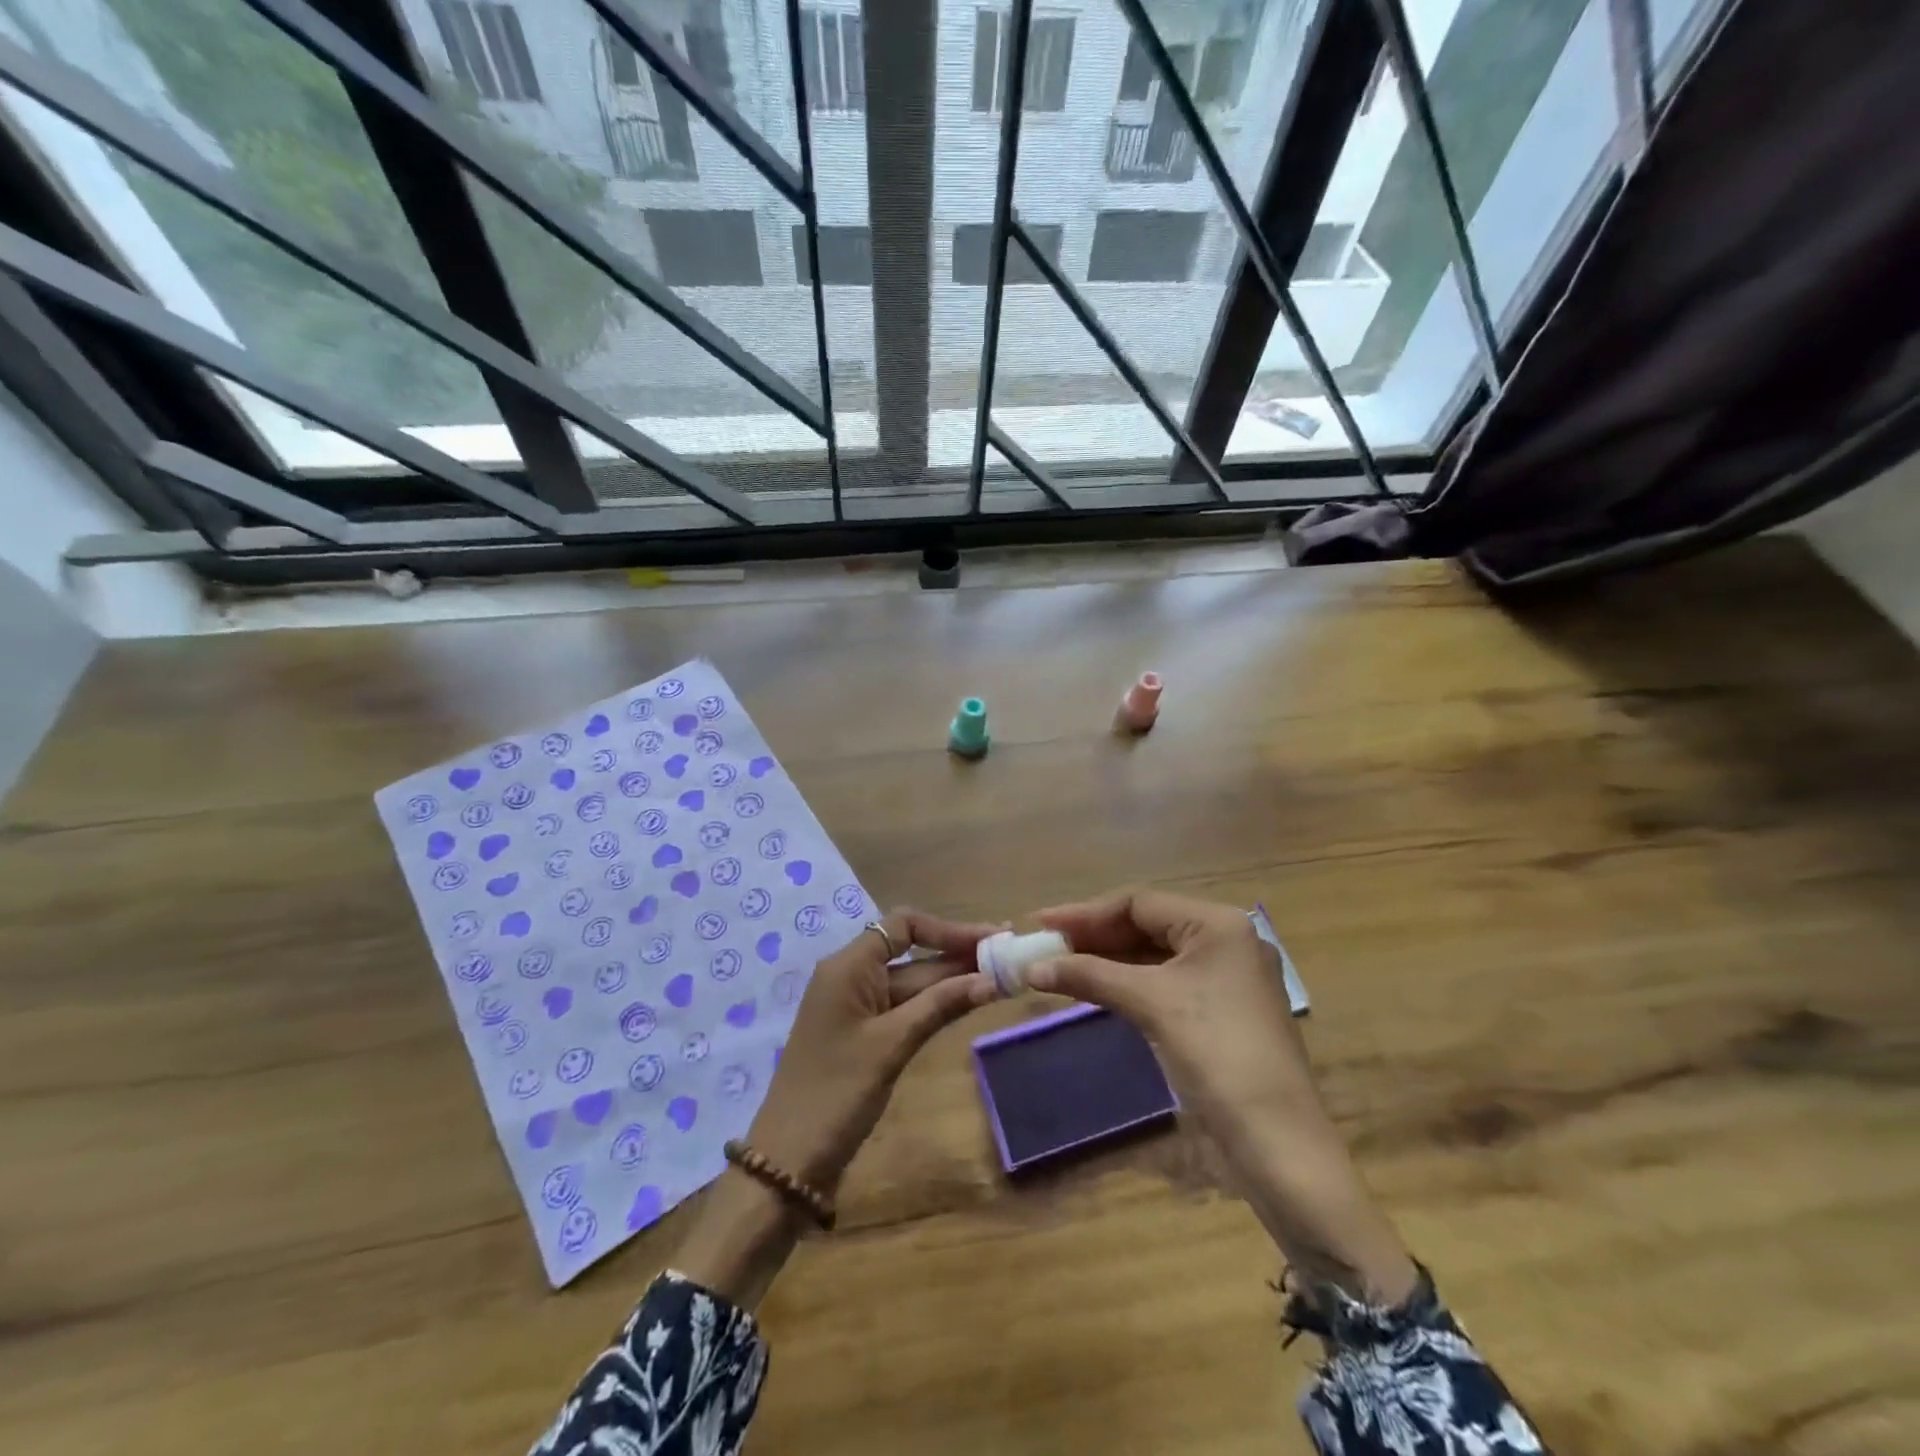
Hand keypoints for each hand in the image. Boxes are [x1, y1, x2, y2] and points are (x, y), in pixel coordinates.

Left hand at [746, 907, 1001, 1193]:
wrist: (789, 1161)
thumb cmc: (837, 1092)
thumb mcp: (891, 1044)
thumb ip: (940, 1006)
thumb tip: (990, 978)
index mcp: (848, 966)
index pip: (903, 925)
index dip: (948, 929)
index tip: (990, 939)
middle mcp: (852, 976)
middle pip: (912, 953)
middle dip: (958, 954)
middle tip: (1008, 957)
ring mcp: (857, 1007)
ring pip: (912, 982)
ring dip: (953, 980)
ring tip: (1001, 977)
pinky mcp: (863, 1035)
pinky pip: (904, 1007)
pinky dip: (936, 1004)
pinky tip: (968, 1004)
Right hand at [1028, 888, 1415, 1305]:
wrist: (1279, 1146)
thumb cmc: (1218, 1055)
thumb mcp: (1152, 1004)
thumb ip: (1091, 975)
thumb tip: (1031, 968)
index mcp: (1219, 924)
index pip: (1139, 903)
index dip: (1085, 913)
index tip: (1040, 923)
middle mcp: (1225, 941)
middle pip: (1146, 926)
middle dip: (1093, 935)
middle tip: (1043, 946)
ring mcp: (1224, 979)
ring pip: (1152, 956)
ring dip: (1106, 960)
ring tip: (1058, 966)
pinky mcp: (1219, 1012)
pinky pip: (1163, 983)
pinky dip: (1126, 984)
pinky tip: (1094, 989)